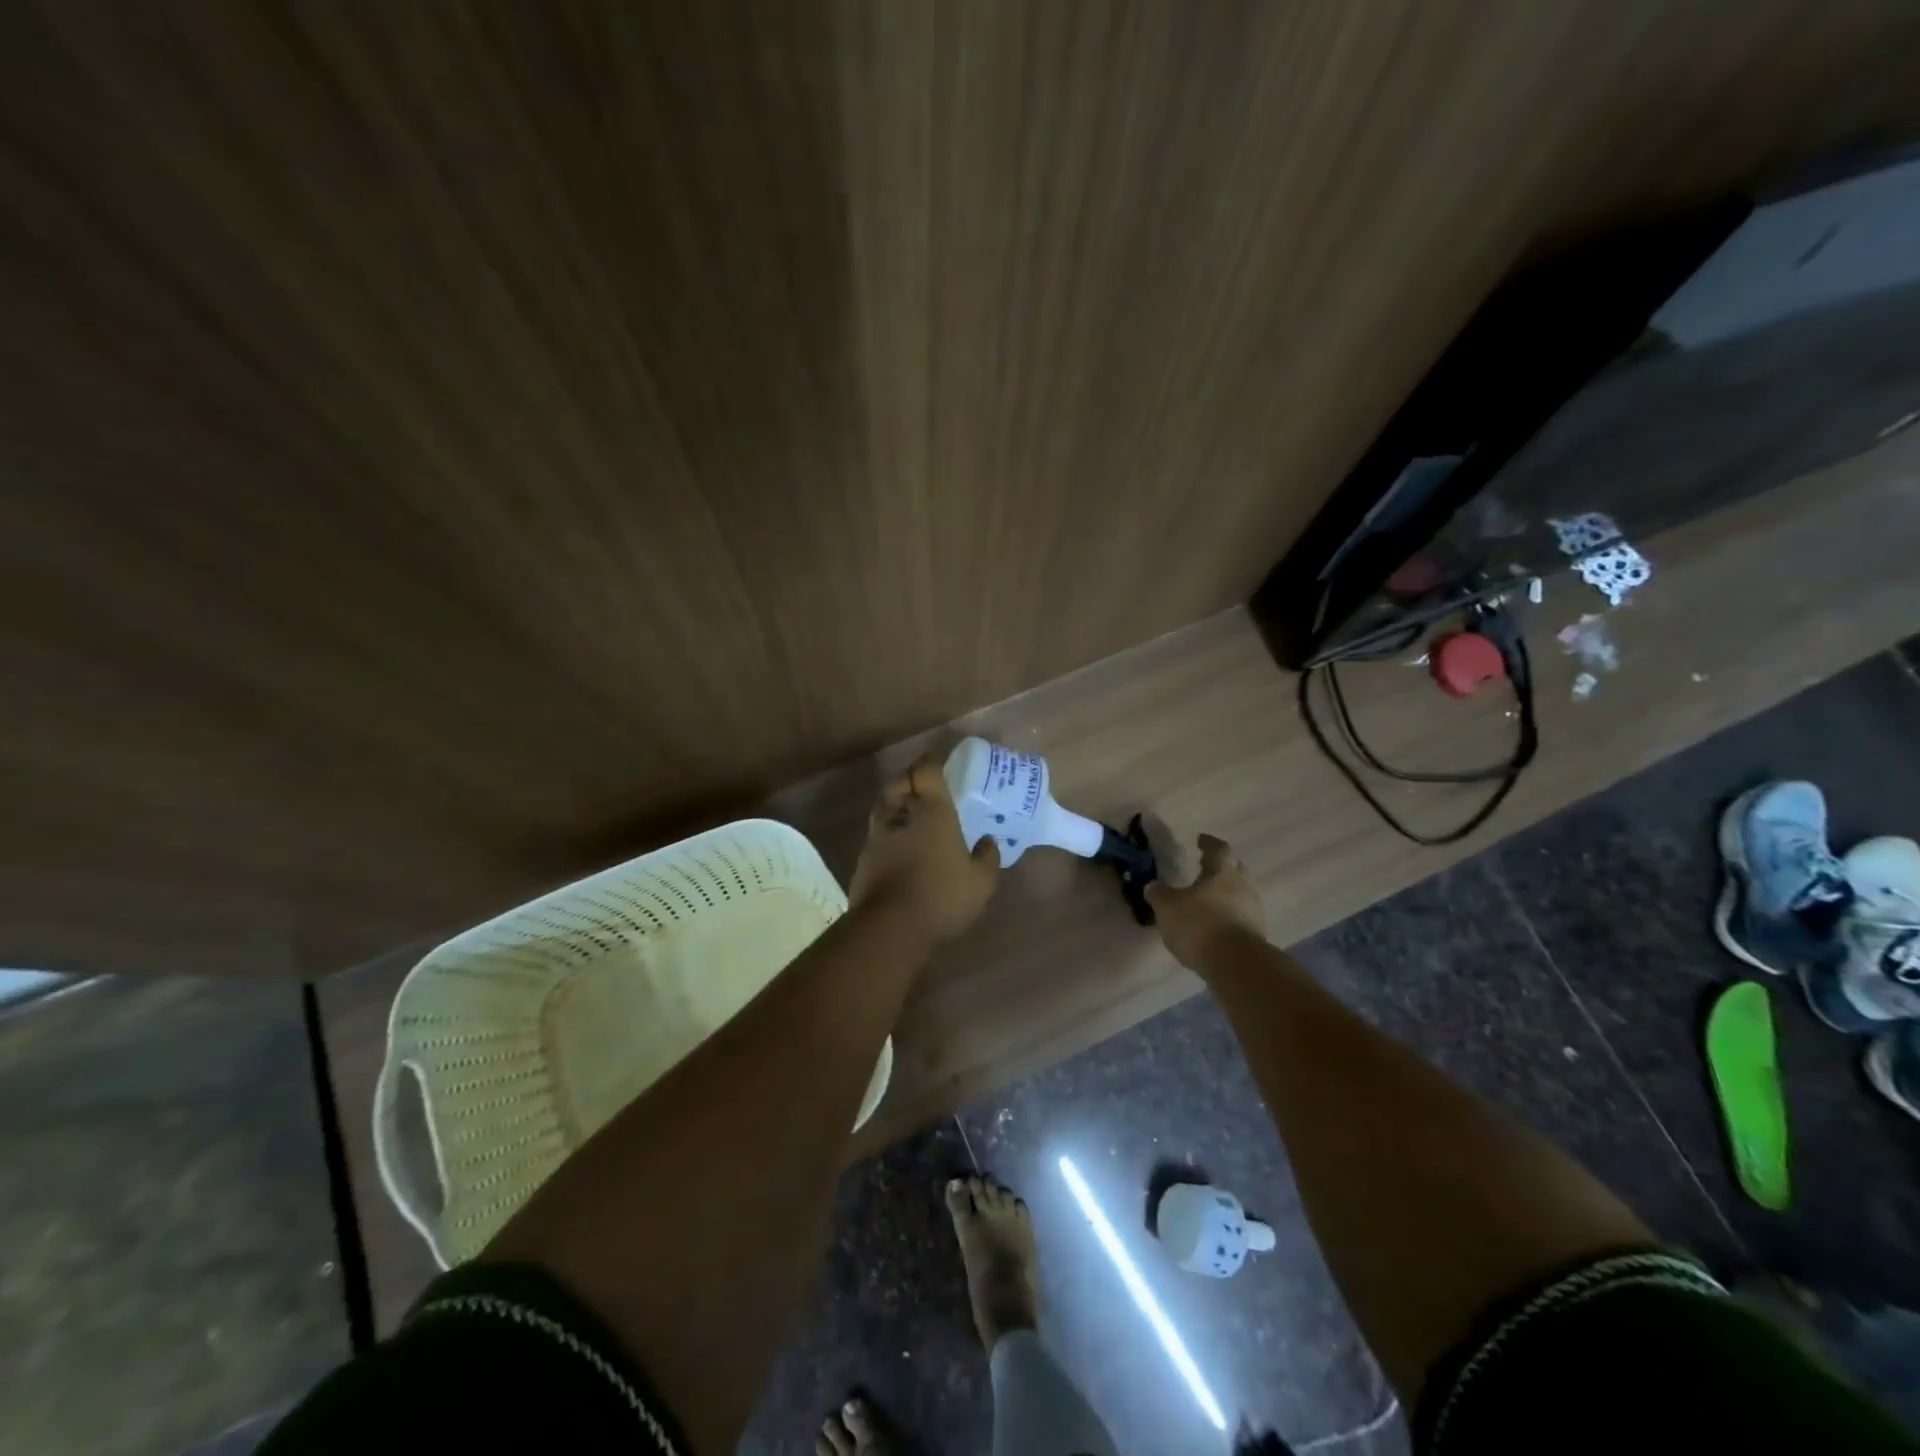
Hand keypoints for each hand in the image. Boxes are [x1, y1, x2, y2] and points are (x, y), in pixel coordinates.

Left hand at [849, 754, 1000, 941]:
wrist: (890, 926)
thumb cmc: (942, 895)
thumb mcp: (980, 882)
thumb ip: (987, 857)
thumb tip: (989, 841)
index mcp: (932, 810)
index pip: (926, 770)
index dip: (931, 762)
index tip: (938, 762)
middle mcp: (901, 814)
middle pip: (899, 782)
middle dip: (909, 778)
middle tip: (923, 785)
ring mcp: (878, 835)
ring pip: (883, 805)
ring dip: (895, 802)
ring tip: (909, 812)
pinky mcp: (863, 857)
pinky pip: (876, 833)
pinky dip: (887, 831)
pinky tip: (898, 844)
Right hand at [1145, 833, 1266, 969]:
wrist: (1236, 964)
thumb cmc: (1199, 925)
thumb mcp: (1168, 908)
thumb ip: (1159, 894)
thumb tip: (1153, 886)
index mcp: (1222, 872)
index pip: (1219, 849)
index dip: (1209, 844)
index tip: (1201, 840)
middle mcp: (1243, 886)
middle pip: (1235, 870)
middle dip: (1221, 868)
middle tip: (1206, 868)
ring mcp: (1254, 911)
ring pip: (1241, 894)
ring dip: (1227, 894)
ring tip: (1209, 901)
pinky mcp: (1257, 935)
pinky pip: (1242, 917)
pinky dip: (1230, 916)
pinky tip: (1216, 925)